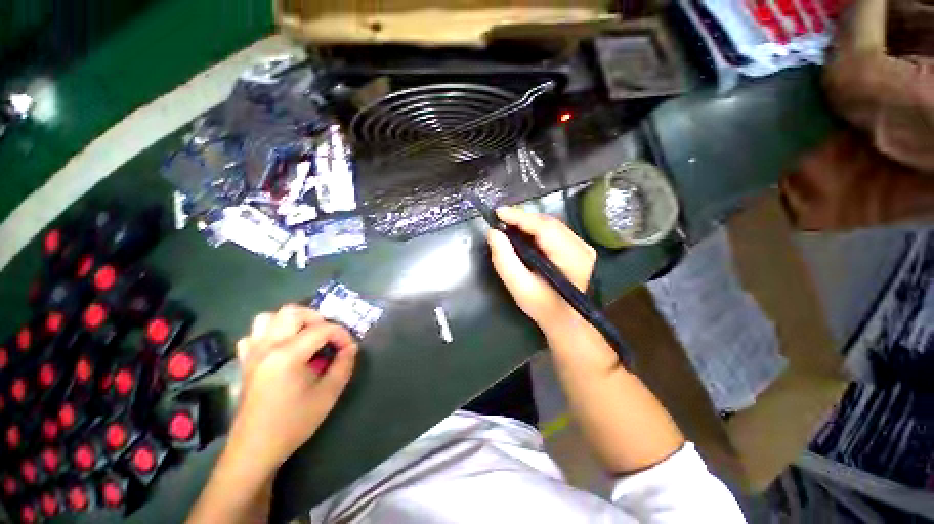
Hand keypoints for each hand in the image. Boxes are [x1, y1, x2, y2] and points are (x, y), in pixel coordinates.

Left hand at [227, 305, 357, 473]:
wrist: (255, 449)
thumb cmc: (293, 423)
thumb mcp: (328, 395)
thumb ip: (344, 365)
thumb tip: (351, 347)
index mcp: (287, 355)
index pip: (322, 329)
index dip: (341, 334)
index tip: (349, 347)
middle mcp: (267, 347)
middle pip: (293, 311)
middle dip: (317, 318)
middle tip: (327, 336)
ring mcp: (252, 353)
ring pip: (269, 317)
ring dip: (292, 321)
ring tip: (305, 336)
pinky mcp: (245, 362)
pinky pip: (254, 334)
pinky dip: (270, 333)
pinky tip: (281, 348)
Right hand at [487, 207, 595, 331]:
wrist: (565, 320)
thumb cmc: (542, 307)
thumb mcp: (519, 287)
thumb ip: (504, 260)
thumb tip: (493, 233)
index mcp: (571, 258)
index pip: (544, 228)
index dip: (520, 217)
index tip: (499, 212)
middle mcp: (582, 247)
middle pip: (548, 223)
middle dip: (522, 219)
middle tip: (500, 221)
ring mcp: (583, 246)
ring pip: (551, 224)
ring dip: (528, 223)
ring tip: (508, 226)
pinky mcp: (579, 247)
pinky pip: (554, 231)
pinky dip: (536, 230)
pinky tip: (523, 234)